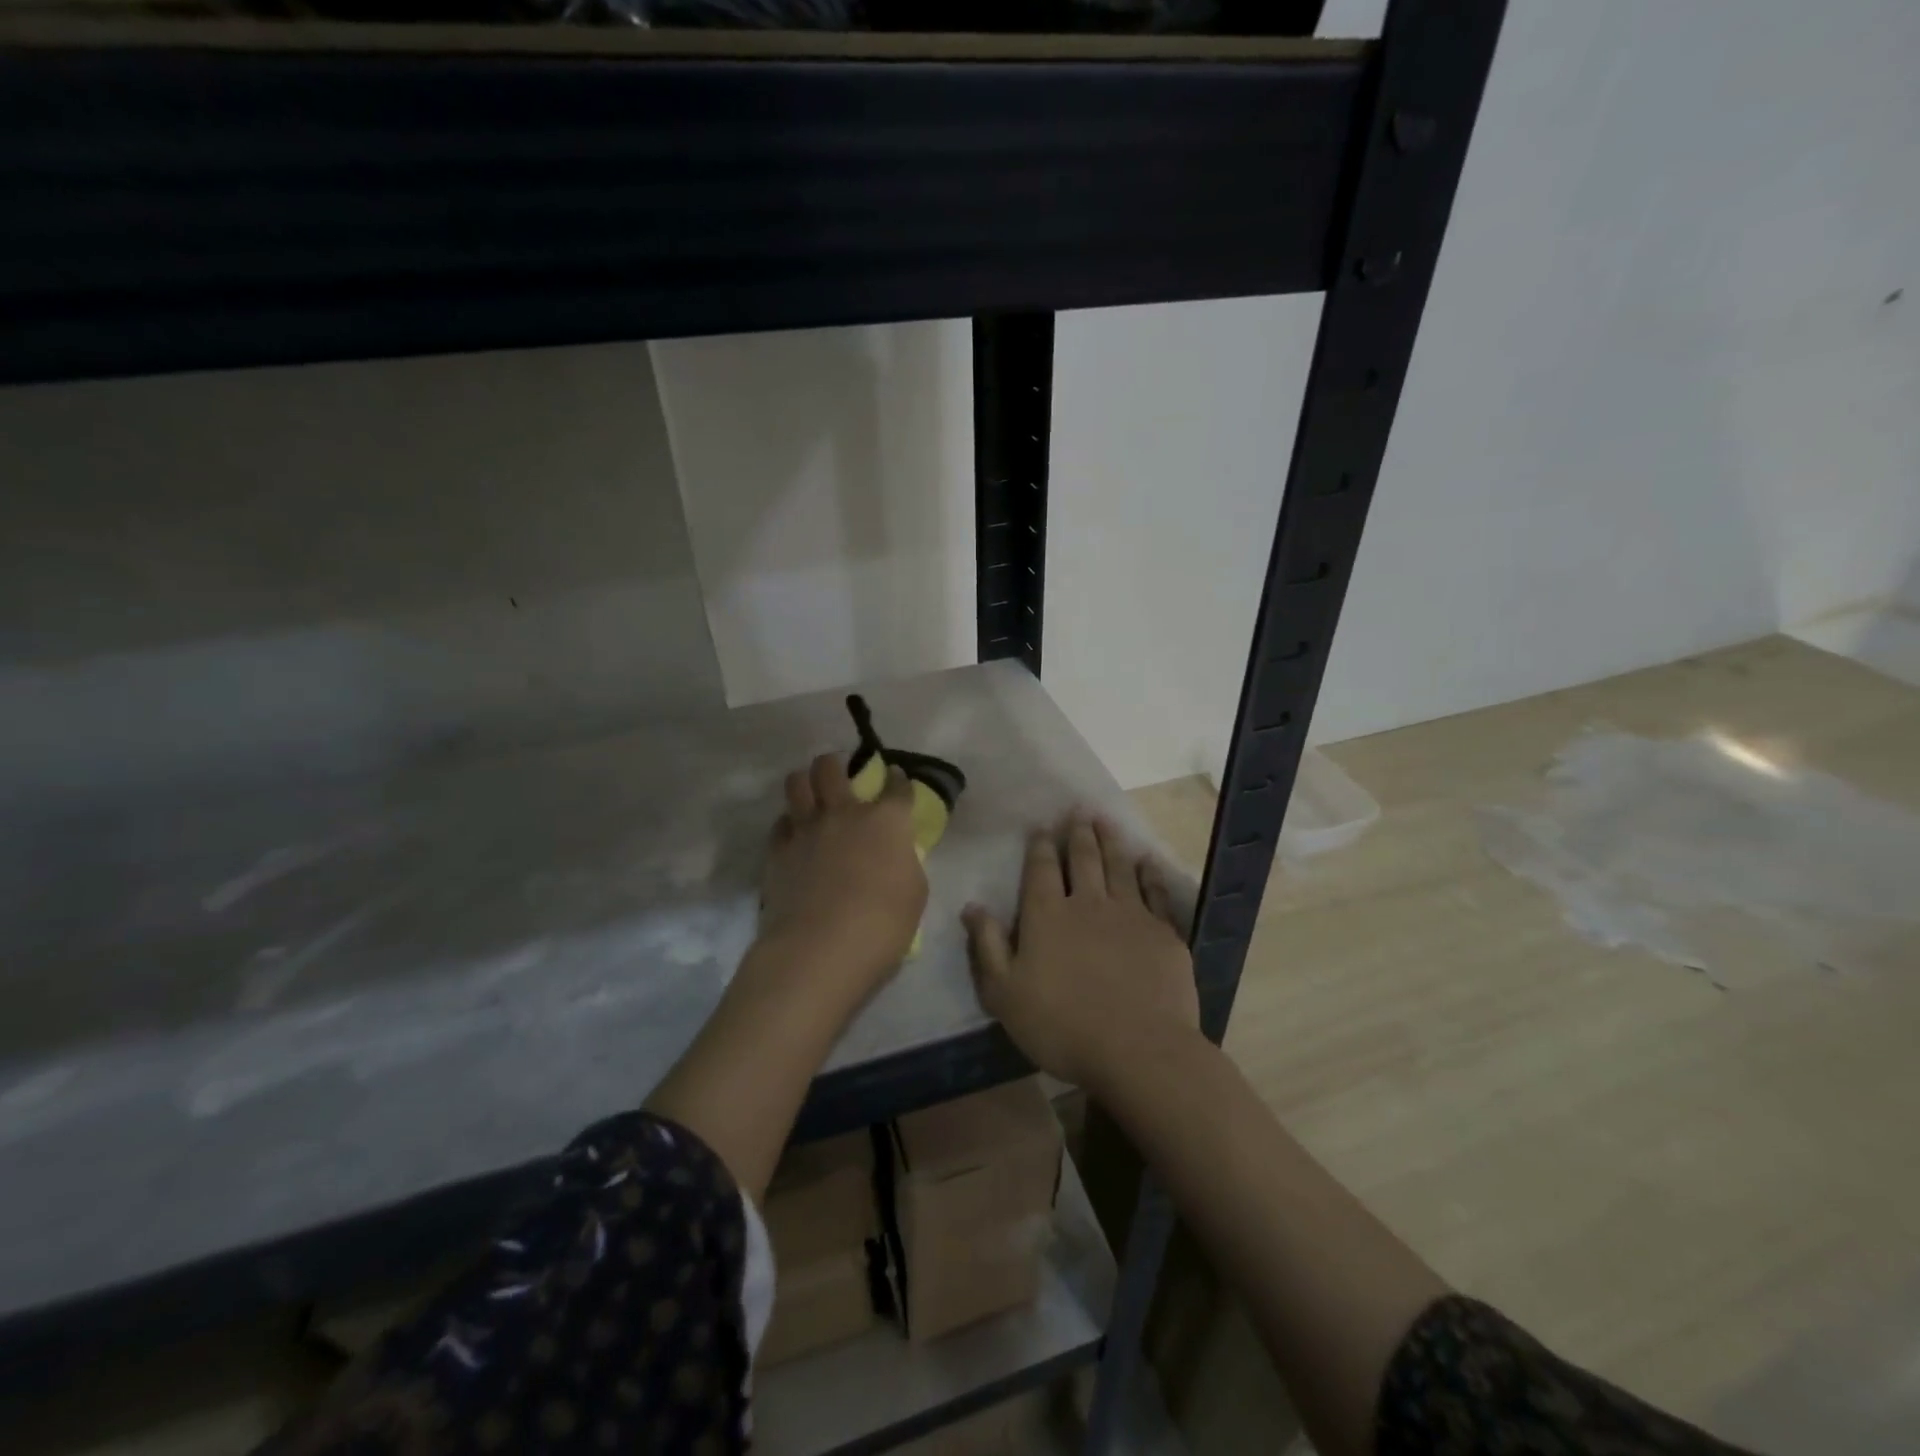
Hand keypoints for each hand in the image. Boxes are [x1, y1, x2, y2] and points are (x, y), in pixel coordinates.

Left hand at [759, 752, 927, 1003]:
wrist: (821, 949)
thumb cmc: (883, 925)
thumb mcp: (914, 893)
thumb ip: (904, 863)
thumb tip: (895, 855)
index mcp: (886, 821)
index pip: (896, 786)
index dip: (897, 779)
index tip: (896, 777)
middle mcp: (844, 813)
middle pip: (831, 767)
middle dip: (835, 764)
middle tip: (838, 774)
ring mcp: (806, 829)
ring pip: (796, 783)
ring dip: (804, 782)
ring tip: (810, 793)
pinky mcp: (778, 851)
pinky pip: (780, 823)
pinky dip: (788, 824)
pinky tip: (794, 835)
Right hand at [963, 813, 1198, 1088]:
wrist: (1138, 1049)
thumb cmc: (1061, 1026)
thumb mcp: (1005, 994)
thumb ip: (987, 946)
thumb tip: (972, 906)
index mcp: (1047, 915)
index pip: (1041, 869)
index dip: (1040, 845)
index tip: (1042, 827)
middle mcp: (1088, 903)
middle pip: (1083, 858)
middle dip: (1078, 832)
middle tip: (1079, 810)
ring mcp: (1130, 914)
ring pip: (1118, 866)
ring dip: (1111, 840)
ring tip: (1106, 820)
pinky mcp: (1162, 931)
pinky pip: (1154, 891)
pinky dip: (1149, 872)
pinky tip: (1147, 861)